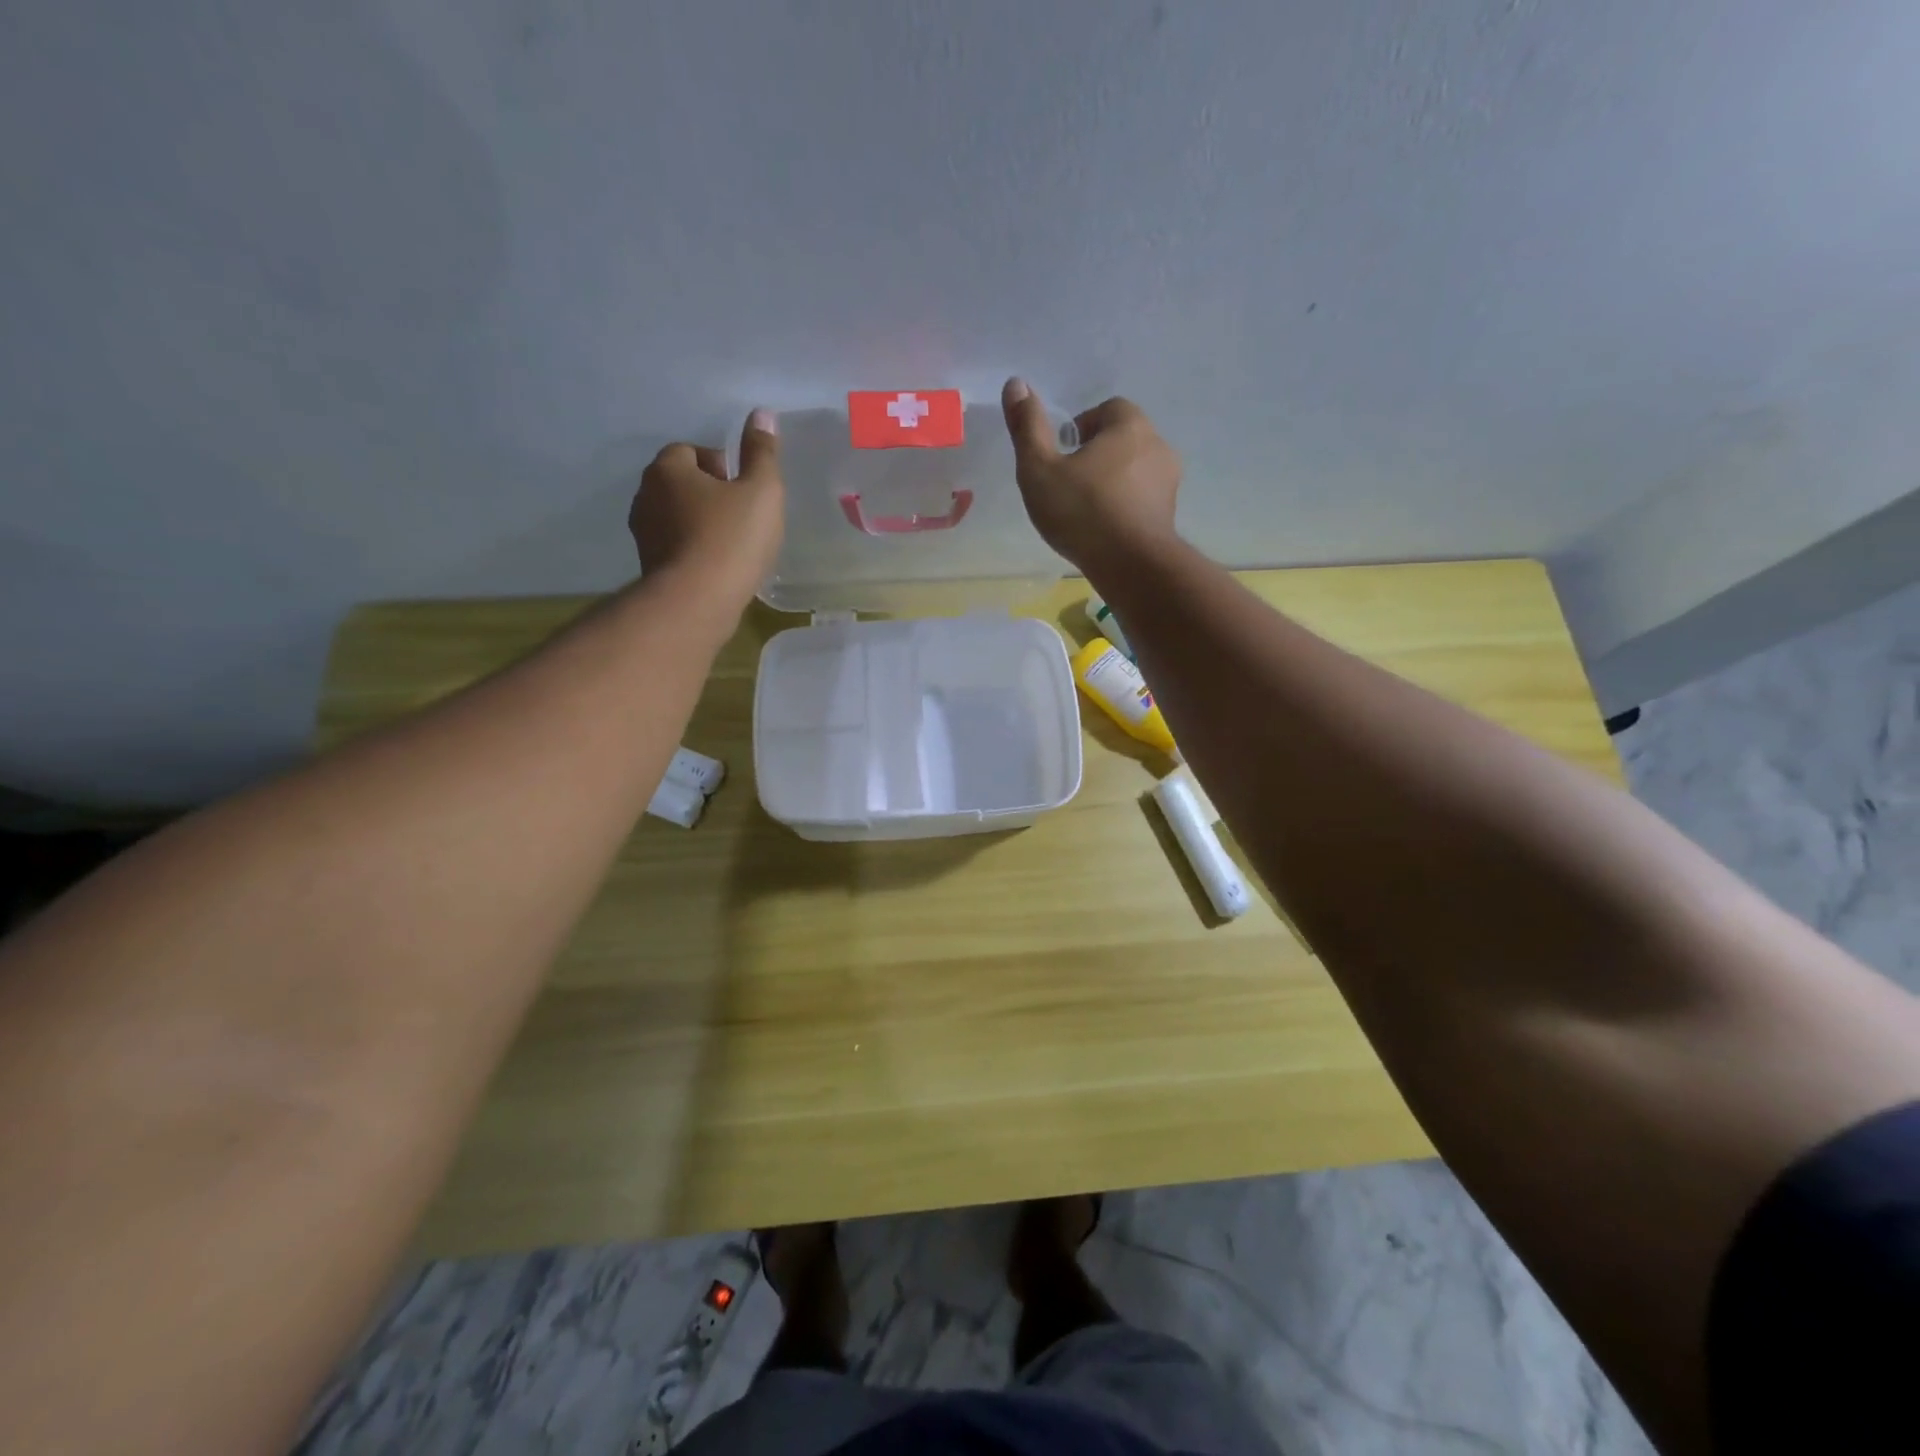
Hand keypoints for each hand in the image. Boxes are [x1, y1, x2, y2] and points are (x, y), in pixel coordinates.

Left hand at [629, 409, 784, 601]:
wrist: (697, 601)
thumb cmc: (732, 538)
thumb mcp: (761, 490)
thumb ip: (762, 452)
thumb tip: (761, 414)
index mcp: (668, 469)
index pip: (689, 451)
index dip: (719, 465)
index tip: (743, 488)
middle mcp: (646, 495)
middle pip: (679, 483)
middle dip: (707, 493)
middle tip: (741, 515)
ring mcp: (643, 534)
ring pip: (675, 516)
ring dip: (698, 523)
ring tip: (731, 543)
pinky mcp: (648, 566)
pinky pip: (674, 546)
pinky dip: (693, 549)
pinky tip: (718, 567)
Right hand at [1000, 379, 1179, 570]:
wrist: (1131, 566)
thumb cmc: (1082, 512)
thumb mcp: (1040, 469)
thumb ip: (1027, 426)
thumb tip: (1016, 383)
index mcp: (1129, 425)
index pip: (1105, 410)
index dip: (1079, 430)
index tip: (1061, 458)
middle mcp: (1157, 445)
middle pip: (1121, 439)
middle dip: (1096, 456)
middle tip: (1068, 486)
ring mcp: (1169, 482)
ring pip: (1133, 471)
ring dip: (1111, 483)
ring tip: (1085, 512)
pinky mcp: (1170, 514)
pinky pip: (1142, 500)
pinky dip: (1124, 508)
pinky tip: (1104, 531)